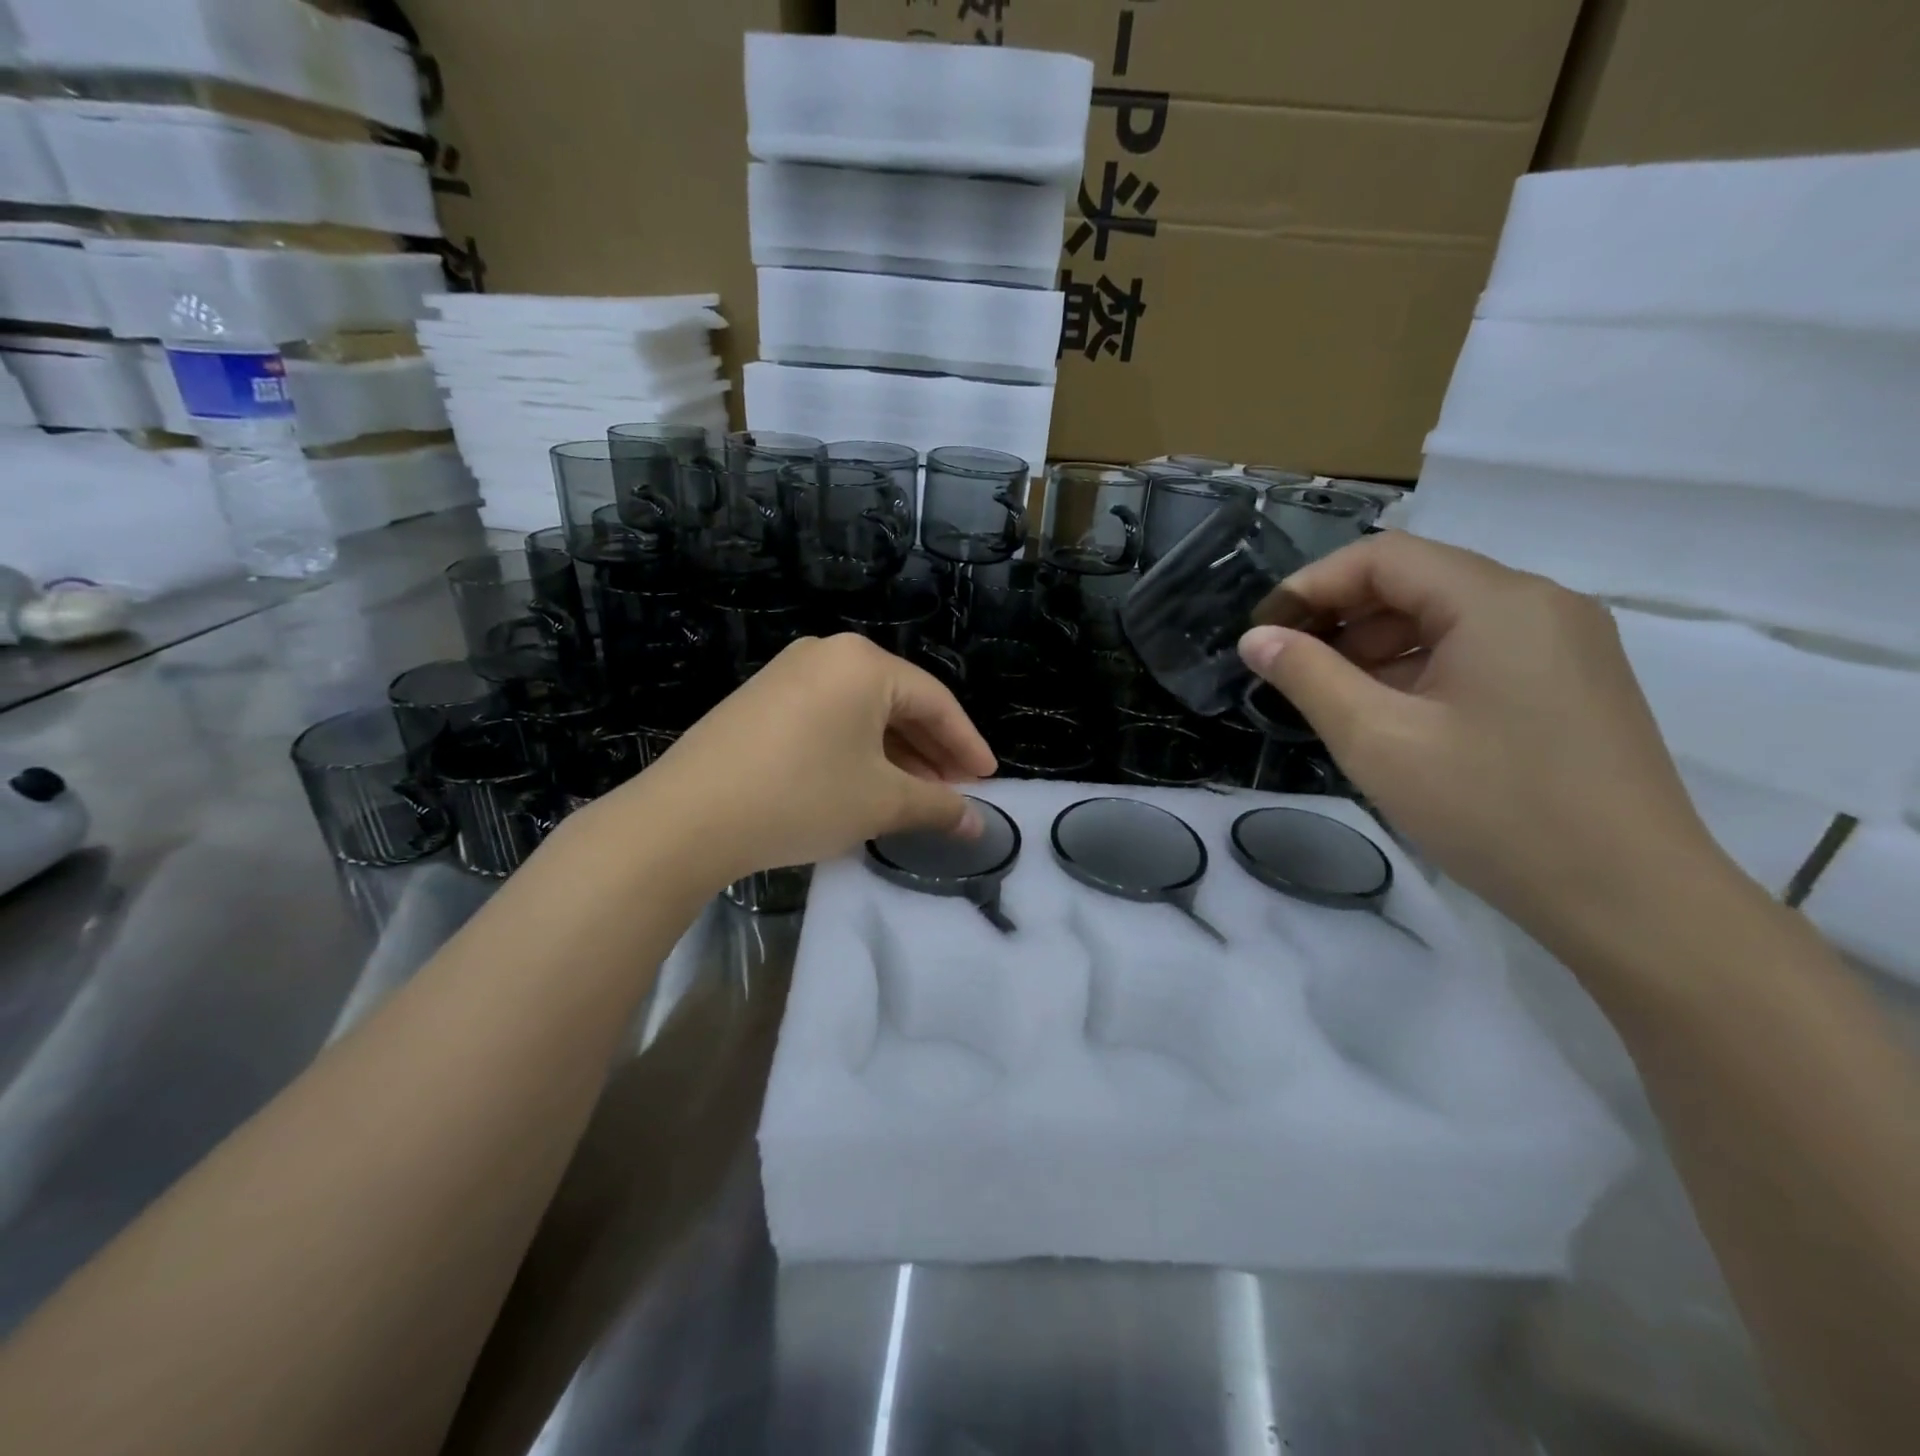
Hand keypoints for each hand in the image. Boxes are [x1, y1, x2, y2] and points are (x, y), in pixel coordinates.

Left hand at [618, 634, 995, 886]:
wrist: (687, 817)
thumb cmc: (802, 796)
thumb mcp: (880, 802)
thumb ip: (937, 807)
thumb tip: (977, 824)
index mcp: (864, 663)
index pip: (936, 701)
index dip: (967, 744)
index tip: (988, 780)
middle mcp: (828, 654)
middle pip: (899, 703)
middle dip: (931, 751)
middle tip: (954, 791)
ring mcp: (788, 674)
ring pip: (863, 713)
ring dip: (895, 754)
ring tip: (915, 795)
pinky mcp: (762, 700)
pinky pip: (829, 718)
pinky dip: (857, 750)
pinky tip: (865, 783)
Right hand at [1238, 534, 1728, 952]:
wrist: (1631, 899)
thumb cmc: (1493, 809)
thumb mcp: (1377, 740)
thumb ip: (1307, 676)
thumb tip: (1256, 638)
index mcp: (1498, 602)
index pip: (1383, 557)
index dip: (1311, 586)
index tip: (1262, 633)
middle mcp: (1540, 605)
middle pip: (1418, 582)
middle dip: (1342, 617)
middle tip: (1288, 668)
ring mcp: (1564, 645)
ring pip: (1447, 619)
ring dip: (1378, 647)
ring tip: (1332, 698)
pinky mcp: (1573, 684)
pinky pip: (1478, 653)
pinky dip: (1421, 670)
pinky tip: (1392, 717)